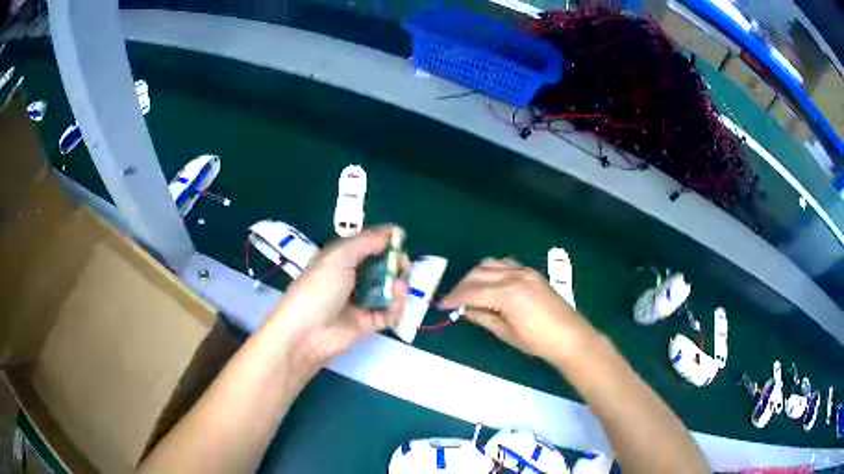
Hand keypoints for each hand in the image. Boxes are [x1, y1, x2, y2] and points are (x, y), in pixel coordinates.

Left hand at [266, 226, 407, 364]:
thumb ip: (365, 242)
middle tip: (403, 264)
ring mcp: (359, 301)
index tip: (400, 237)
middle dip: (394, 263)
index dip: (382, 239)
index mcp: (339, 258)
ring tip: (398, 289)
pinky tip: (395, 305)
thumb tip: (391, 232)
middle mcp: (350, 277)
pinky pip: (387, 312)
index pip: (364, 243)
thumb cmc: (319, 289)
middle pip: (379, 265)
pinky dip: (395, 308)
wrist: (306, 333)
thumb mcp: (338, 258)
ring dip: (397, 286)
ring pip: (386, 289)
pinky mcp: (366, 323)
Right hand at [440, 258, 597, 363]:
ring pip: (490, 264)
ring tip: (469, 292)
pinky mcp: (531, 272)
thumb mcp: (507, 333)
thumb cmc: (538, 341)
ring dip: (475, 276)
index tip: (441, 305)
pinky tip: (490, 284)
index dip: (454, 298)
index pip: (472, 291)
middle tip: (453, 301)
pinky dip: (492, 271)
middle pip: (478, 274)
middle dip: (461, 286)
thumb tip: (464, 310)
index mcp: (508, 294)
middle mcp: (514, 276)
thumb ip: (483, 317)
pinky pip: (505, 264)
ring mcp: (524, 271)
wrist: (570, 337)